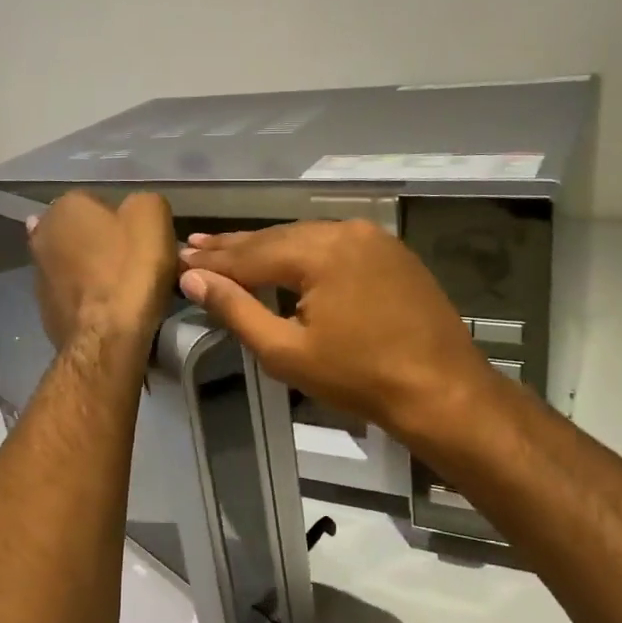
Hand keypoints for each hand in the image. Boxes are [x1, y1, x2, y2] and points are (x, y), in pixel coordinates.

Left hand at [28, 191, 176, 353]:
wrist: (108, 338)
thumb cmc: (131, 270)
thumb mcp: (153, 216)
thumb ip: (143, 201)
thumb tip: (134, 210)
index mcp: (65, 206)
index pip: (100, 202)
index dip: (125, 221)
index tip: (143, 242)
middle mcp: (42, 234)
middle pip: (84, 234)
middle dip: (104, 245)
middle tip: (135, 265)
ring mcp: (38, 275)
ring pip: (77, 265)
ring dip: (95, 272)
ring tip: (125, 291)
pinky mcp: (45, 309)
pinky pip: (74, 295)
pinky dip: (89, 299)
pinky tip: (110, 310)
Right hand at [177, 221, 500, 446]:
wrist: (442, 391)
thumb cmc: (359, 378)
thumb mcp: (286, 351)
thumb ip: (236, 310)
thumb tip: (192, 278)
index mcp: (319, 251)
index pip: (250, 253)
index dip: (212, 260)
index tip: (179, 256)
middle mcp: (346, 231)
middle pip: (277, 238)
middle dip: (235, 246)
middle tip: (196, 244)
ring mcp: (374, 239)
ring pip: (307, 239)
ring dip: (269, 247)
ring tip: (230, 248)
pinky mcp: (392, 254)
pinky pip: (335, 246)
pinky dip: (304, 254)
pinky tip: (286, 257)